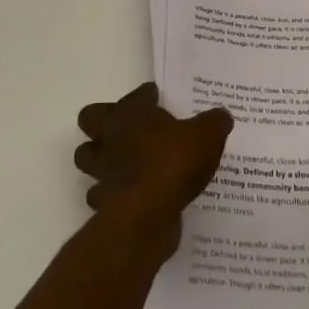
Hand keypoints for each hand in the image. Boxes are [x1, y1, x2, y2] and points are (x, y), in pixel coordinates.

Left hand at [74, 83, 232, 250]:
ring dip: (100, 160)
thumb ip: (214, 122)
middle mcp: (111, 137)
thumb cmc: (174, 162)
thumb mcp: (207, 135)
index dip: (145, 95)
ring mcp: (103, 170)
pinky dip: (111, 195)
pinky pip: (101, 195)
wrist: (149, 213)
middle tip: (127, 129)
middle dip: (103, 123)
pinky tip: (131, 196)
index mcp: (132, 114)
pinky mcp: (104, 202)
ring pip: (87, 158)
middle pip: (90, 119)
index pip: (135, 95)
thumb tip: (222, 116)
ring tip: (122, 163)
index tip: (156, 98)